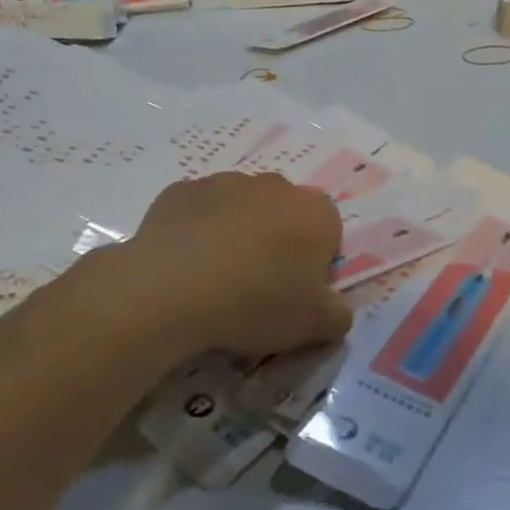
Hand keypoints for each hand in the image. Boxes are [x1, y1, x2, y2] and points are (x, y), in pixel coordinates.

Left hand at [98, 172, 351, 358]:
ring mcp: (224, 183)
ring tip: (219, 279)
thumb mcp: (316, 326)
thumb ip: (338, 315)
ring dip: (238, 234)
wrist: (170, 291)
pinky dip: (199, 232)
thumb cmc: (257, 304)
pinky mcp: (180, 191)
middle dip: (279, 243)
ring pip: (242, 209)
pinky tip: (187, 267)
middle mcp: (275, 186)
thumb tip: (334, 309)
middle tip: (260, 286)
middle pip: (286, 215)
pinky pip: (200, 212)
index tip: (297, 292)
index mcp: (315, 212)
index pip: (329, 232)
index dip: (316, 263)